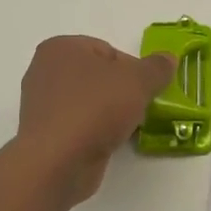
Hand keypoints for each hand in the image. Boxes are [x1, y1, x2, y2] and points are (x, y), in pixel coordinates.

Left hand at [16, 36, 176, 207]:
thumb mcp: (138, 81)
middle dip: (121, 91)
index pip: (107, 51)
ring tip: (127, 127)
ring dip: (110, 113)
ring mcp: (42, 106)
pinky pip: (79, 125)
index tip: (146, 88)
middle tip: (140, 107)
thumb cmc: (95, 108)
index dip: (132, 68)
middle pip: (98, 76)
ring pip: (89, 102)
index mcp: (61, 48)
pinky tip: (109, 142)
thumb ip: (157, 68)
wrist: (59, 162)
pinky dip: (95, 131)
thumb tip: (168, 58)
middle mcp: (45, 72)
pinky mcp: (45, 135)